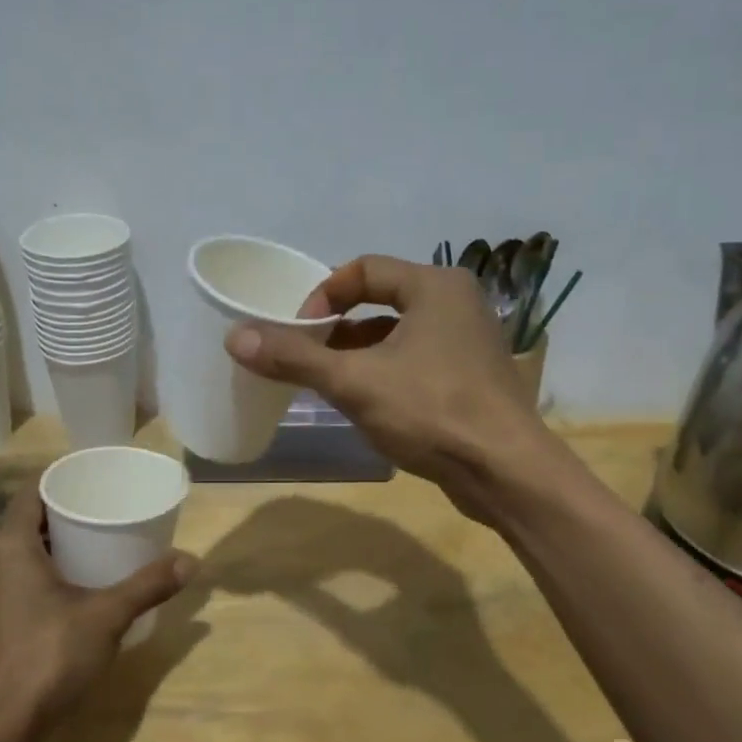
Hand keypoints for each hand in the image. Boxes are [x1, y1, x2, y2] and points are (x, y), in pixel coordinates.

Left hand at [0, 481, 192, 741]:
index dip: (62, 480)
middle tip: (106, 511)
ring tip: (95, 546)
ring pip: (20, 552)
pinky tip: (71, 589)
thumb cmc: (48, 658)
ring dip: (53, 544)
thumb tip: (192, 560)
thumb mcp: (107, 616)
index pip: (32, 491)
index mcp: (9, 546)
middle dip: (65, 513)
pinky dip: (42, 571)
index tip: (95, 480)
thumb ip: (149, 585)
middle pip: (28, 521)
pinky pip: (14, 577)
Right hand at [224, 255, 552, 517]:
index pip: (363, 269)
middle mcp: (457, 303)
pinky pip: (417, 360)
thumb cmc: (431, 411)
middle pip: (381, 300)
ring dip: (359, 353)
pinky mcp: (473, 376)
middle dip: (338, 328)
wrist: (506, 472)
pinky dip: (385, 372)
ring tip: (328, 382)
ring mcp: (470, 341)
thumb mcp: (354, 382)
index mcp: (435, 285)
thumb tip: (235, 337)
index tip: (297, 330)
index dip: (322, 295)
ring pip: (399, 334)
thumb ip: (295, 358)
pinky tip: (366, 403)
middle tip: (306, 355)